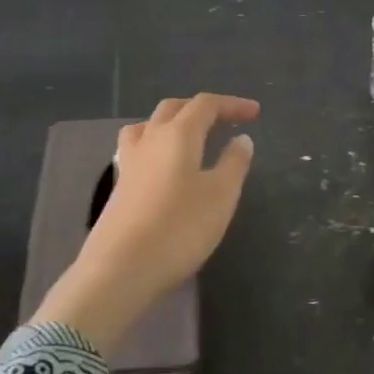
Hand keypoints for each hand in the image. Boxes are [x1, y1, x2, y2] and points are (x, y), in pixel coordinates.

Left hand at [32, 94, 259, 354]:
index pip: (205, 105)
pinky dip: (156, 146)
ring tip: (190, 138)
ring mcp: (128, 162)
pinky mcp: (118, 186)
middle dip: (201, 109)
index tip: (255, 113)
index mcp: (178, 135)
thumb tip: (241, 139)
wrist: (121, 268)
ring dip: (172, 123)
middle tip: (225, 121)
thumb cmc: (179, 228)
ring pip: (149, 126)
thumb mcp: (220, 196)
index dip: (231, 104)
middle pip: (174, 109)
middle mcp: (149, 139)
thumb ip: (234, 163)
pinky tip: (163, 167)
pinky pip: (138, 150)